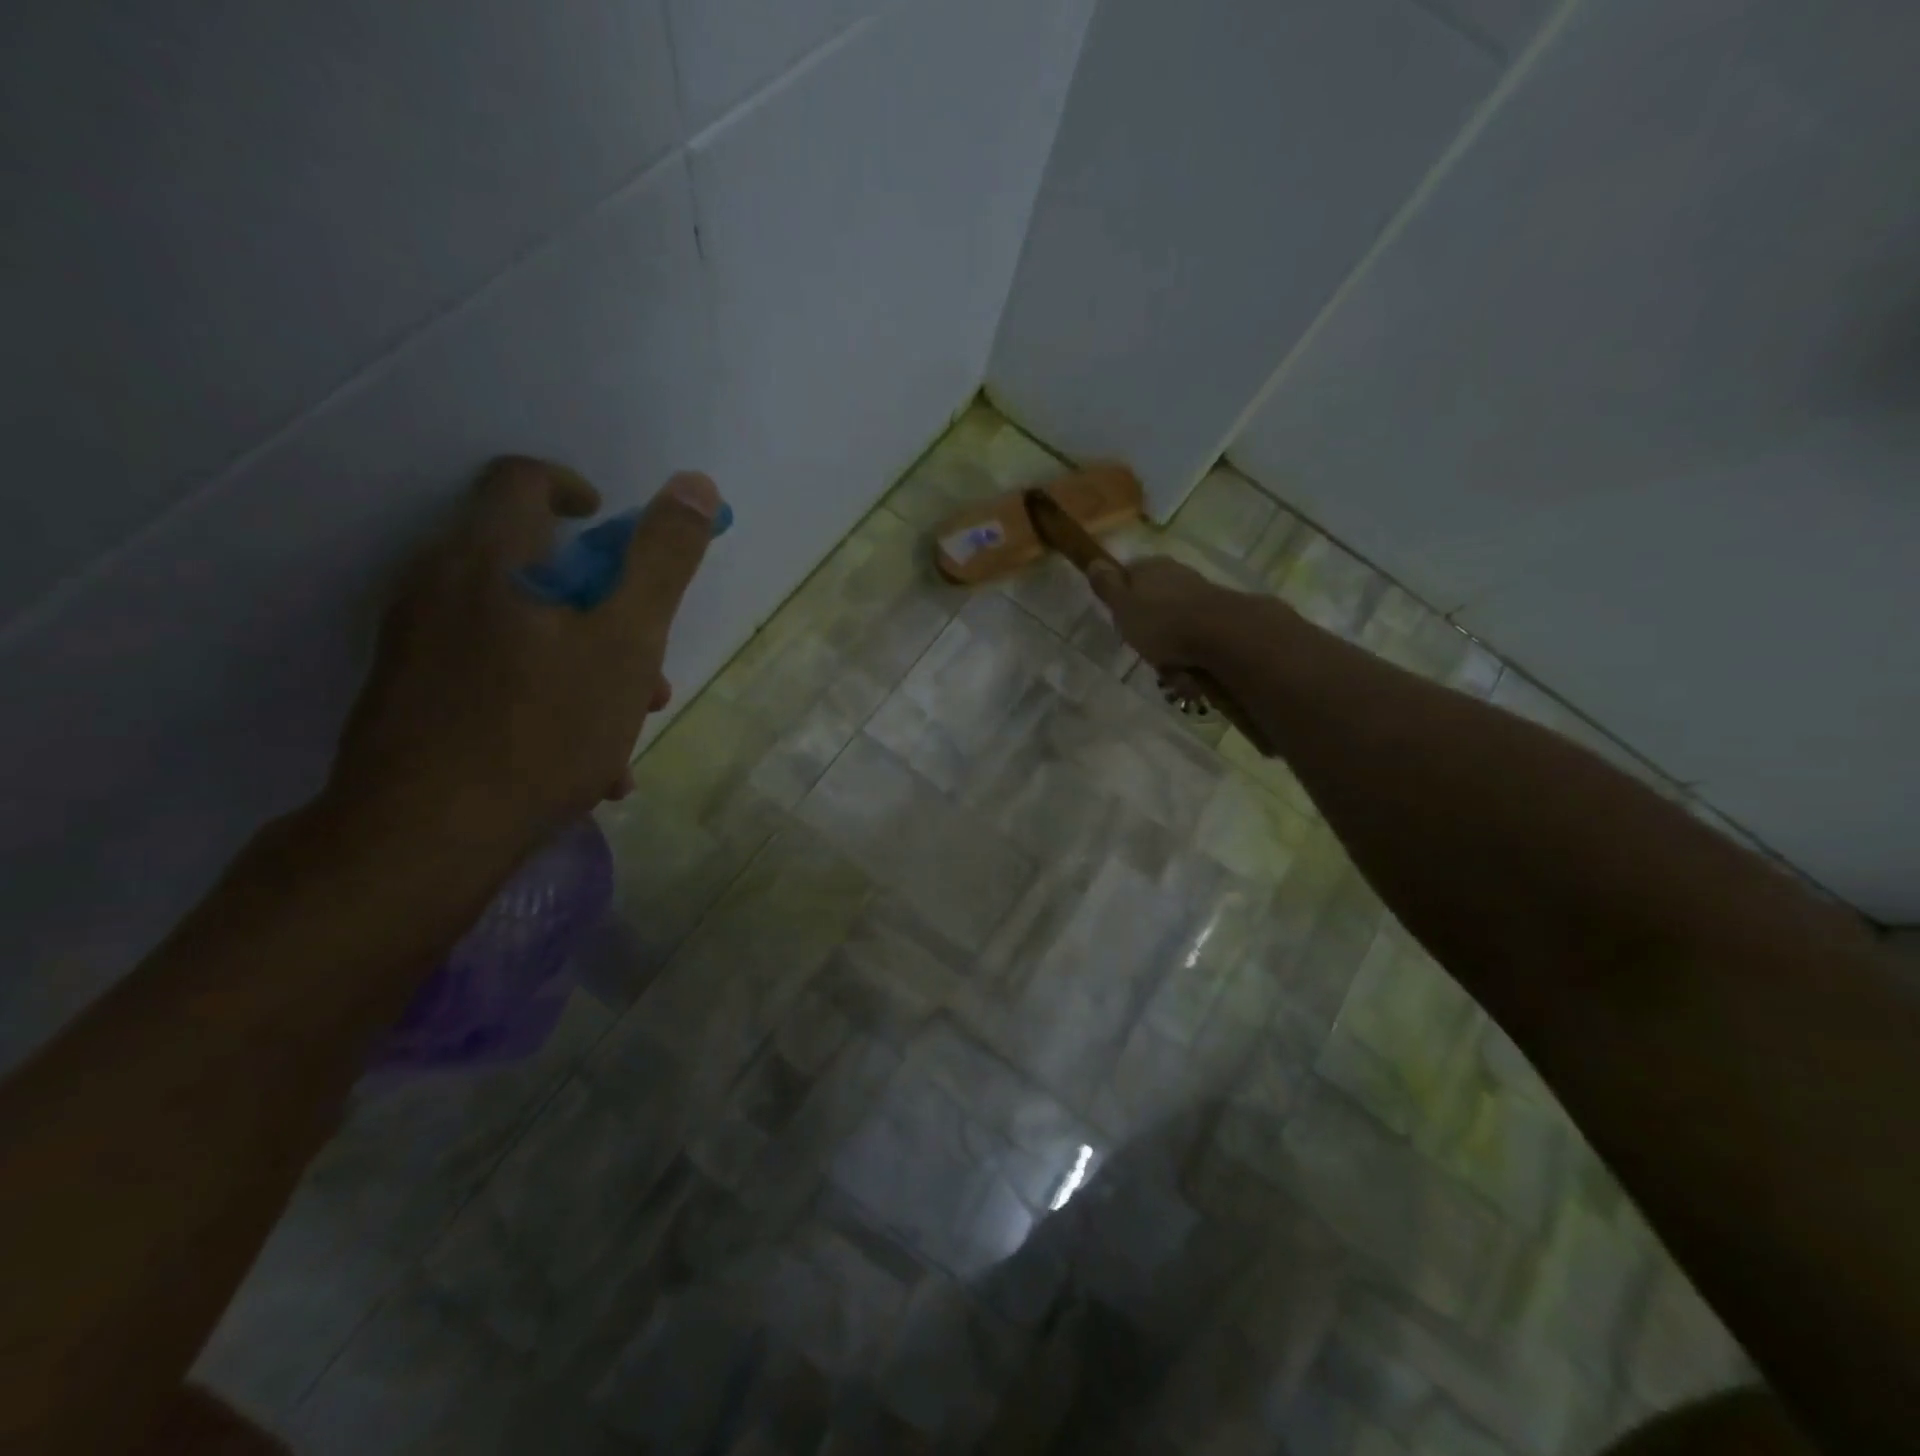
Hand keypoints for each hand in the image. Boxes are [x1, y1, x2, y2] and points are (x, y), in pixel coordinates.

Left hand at [331, 456, 719, 847]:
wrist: (422, 839)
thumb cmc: (540, 730)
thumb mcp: (625, 643)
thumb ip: (661, 562)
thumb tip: (694, 483)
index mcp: (487, 559)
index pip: (522, 480)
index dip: (573, 488)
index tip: (607, 523)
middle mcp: (437, 589)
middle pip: (531, 568)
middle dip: (601, 607)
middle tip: (643, 658)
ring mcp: (417, 647)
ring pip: (520, 633)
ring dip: (582, 662)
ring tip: (625, 726)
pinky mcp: (410, 700)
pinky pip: (494, 679)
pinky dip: (545, 699)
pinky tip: (585, 766)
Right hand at [1087, 555, 1236, 668]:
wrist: (1221, 634)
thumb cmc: (1161, 622)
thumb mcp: (1123, 606)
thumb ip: (1107, 586)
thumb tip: (1093, 560)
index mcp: (1148, 566)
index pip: (1126, 575)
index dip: (1119, 598)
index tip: (1119, 622)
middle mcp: (1174, 572)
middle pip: (1150, 598)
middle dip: (1146, 624)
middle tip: (1142, 648)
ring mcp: (1198, 591)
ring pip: (1172, 618)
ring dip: (1167, 642)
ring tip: (1166, 667)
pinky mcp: (1217, 613)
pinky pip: (1193, 634)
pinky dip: (1186, 651)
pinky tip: (1185, 668)